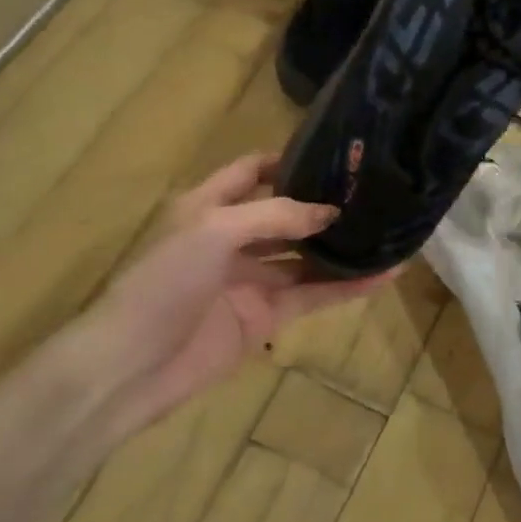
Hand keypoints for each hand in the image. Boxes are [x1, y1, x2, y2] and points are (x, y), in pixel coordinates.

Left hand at [64, 154, 393, 439]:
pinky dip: (347, 286)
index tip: (336, 155)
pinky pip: (314, 294)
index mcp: (209, 206)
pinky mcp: (267, 315)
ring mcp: (252, 278)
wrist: (131, 366)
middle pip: (286, 212)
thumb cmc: (164, 282)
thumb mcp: (215, 230)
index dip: (289, 160)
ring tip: (389, 228)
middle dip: (324, 203)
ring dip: (341, 245)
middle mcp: (233, 237)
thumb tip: (330, 212)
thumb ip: (276, 215)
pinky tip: (384, 275)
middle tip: (374, 191)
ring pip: (306, 255)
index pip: (252, 171)